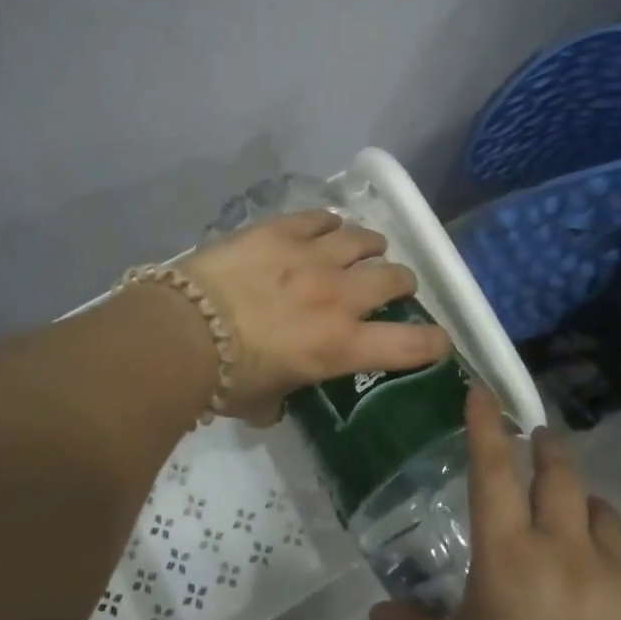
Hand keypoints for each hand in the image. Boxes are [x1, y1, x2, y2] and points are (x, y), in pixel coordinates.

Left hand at [180, 210, 451, 424]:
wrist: (183, 329)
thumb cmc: (224, 378)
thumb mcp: (262, 401)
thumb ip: (281, 399)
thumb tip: (276, 402)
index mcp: (341, 345)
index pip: (410, 344)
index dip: (433, 343)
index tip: (437, 341)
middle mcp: (339, 296)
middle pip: (394, 277)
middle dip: (401, 282)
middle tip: (393, 285)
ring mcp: (312, 256)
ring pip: (362, 239)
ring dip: (370, 245)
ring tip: (366, 247)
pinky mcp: (282, 230)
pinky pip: (319, 217)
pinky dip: (328, 223)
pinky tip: (325, 227)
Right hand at [371, 385, 620, 619]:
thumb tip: (382, 610)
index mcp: (506, 555)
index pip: (492, 469)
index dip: (485, 424)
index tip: (482, 390)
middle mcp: (561, 549)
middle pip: (558, 473)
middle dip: (546, 447)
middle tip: (537, 439)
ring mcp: (614, 575)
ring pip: (600, 510)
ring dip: (582, 502)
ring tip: (573, 516)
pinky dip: (611, 560)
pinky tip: (602, 593)